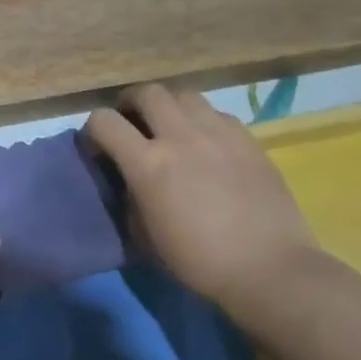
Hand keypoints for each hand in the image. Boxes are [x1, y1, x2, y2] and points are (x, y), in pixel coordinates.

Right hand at [84, 84, 318, 309]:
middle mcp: (181, 137)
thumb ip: (129, 195)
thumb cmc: (196, 260)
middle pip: (147, 92)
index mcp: (148, 164)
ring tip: (169, 128)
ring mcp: (219, 134)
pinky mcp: (249, 140)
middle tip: (131, 123)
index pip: (104, 122)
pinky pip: (216, 114)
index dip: (93, 131)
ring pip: (184, 95)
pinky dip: (201, 121)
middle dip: (130, 104)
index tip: (98, 149)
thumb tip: (129, 179)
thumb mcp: (143, 233)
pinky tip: (205, 145)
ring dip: (168, 107)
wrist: (267, 267)